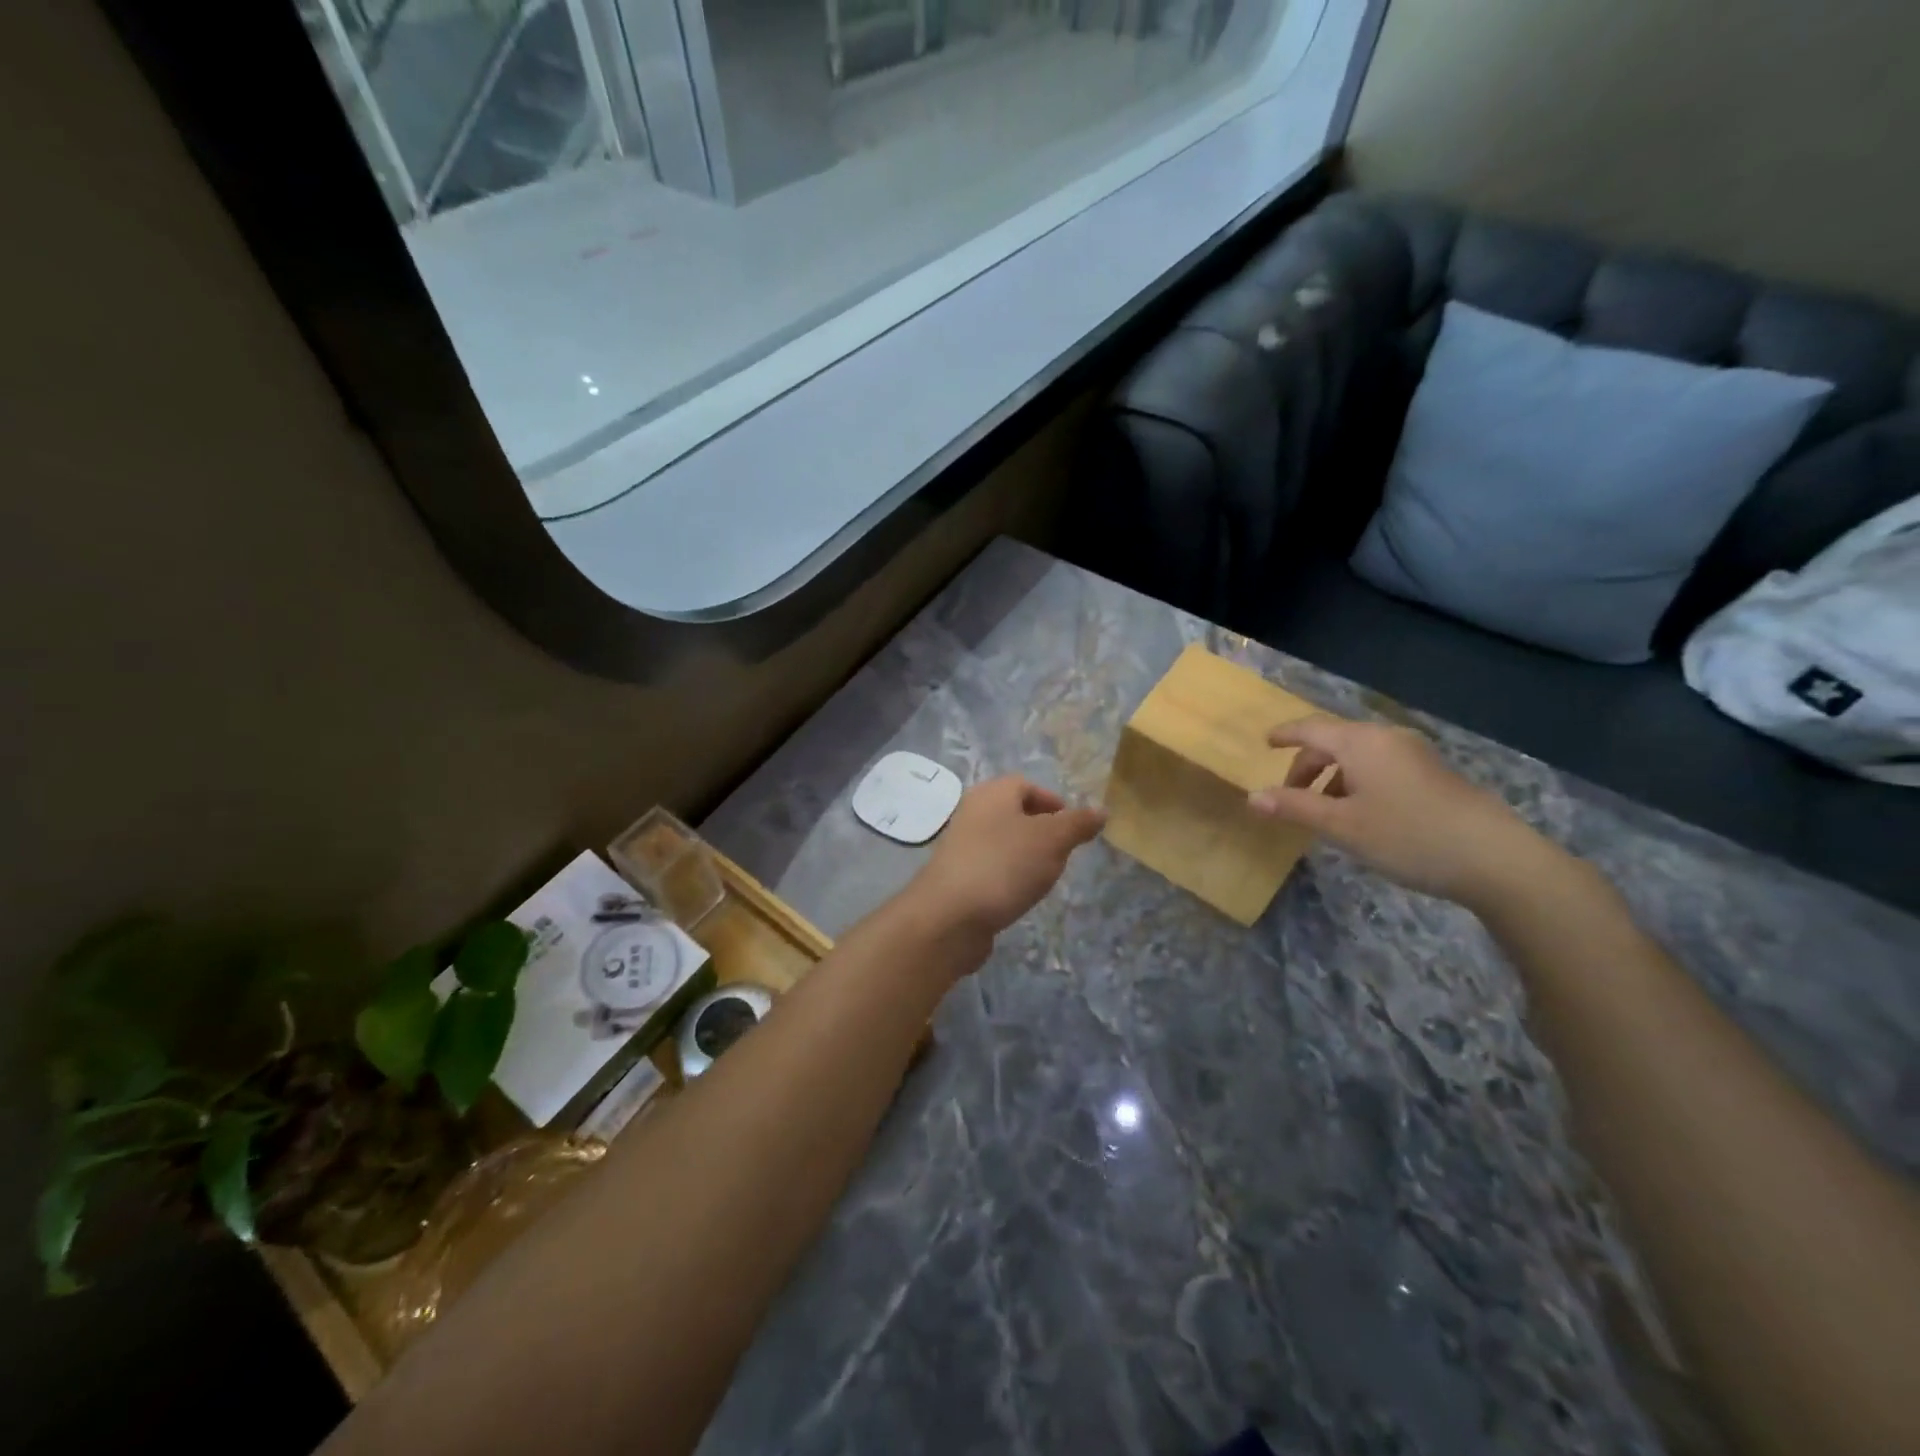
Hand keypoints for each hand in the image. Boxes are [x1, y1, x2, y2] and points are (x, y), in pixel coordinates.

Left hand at [908, 776, 1104, 937]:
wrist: (949, 916)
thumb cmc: (1004, 866)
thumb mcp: (1052, 840)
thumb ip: (1077, 824)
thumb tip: (1101, 810)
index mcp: (992, 793)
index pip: (1026, 785)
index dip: (1053, 802)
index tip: (1073, 827)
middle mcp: (972, 813)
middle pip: (1014, 813)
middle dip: (1042, 831)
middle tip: (1063, 853)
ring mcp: (961, 846)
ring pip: (1002, 842)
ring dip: (1025, 856)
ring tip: (1043, 877)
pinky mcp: (956, 877)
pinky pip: (990, 868)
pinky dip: (1007, 876)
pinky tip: (1018, 894)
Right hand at [1248, 715, 1557, 907]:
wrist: (1496, 858)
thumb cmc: (1407, 836)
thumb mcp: (1341, 826)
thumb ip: (1294, 808)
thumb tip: (1252, 797)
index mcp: (1360, 743)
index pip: (1311, 729)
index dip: (1285, 735)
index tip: (1265, 743)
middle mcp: (1387, 738)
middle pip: (1335, 742)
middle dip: (1308, 766)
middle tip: (1290, 796)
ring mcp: (1416, 754)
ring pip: (1360, 756)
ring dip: (1334, 778)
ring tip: (1325, 813)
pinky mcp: (1435, 773)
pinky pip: (1382, 767)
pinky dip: (1359, 782)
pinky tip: (1363, 815)